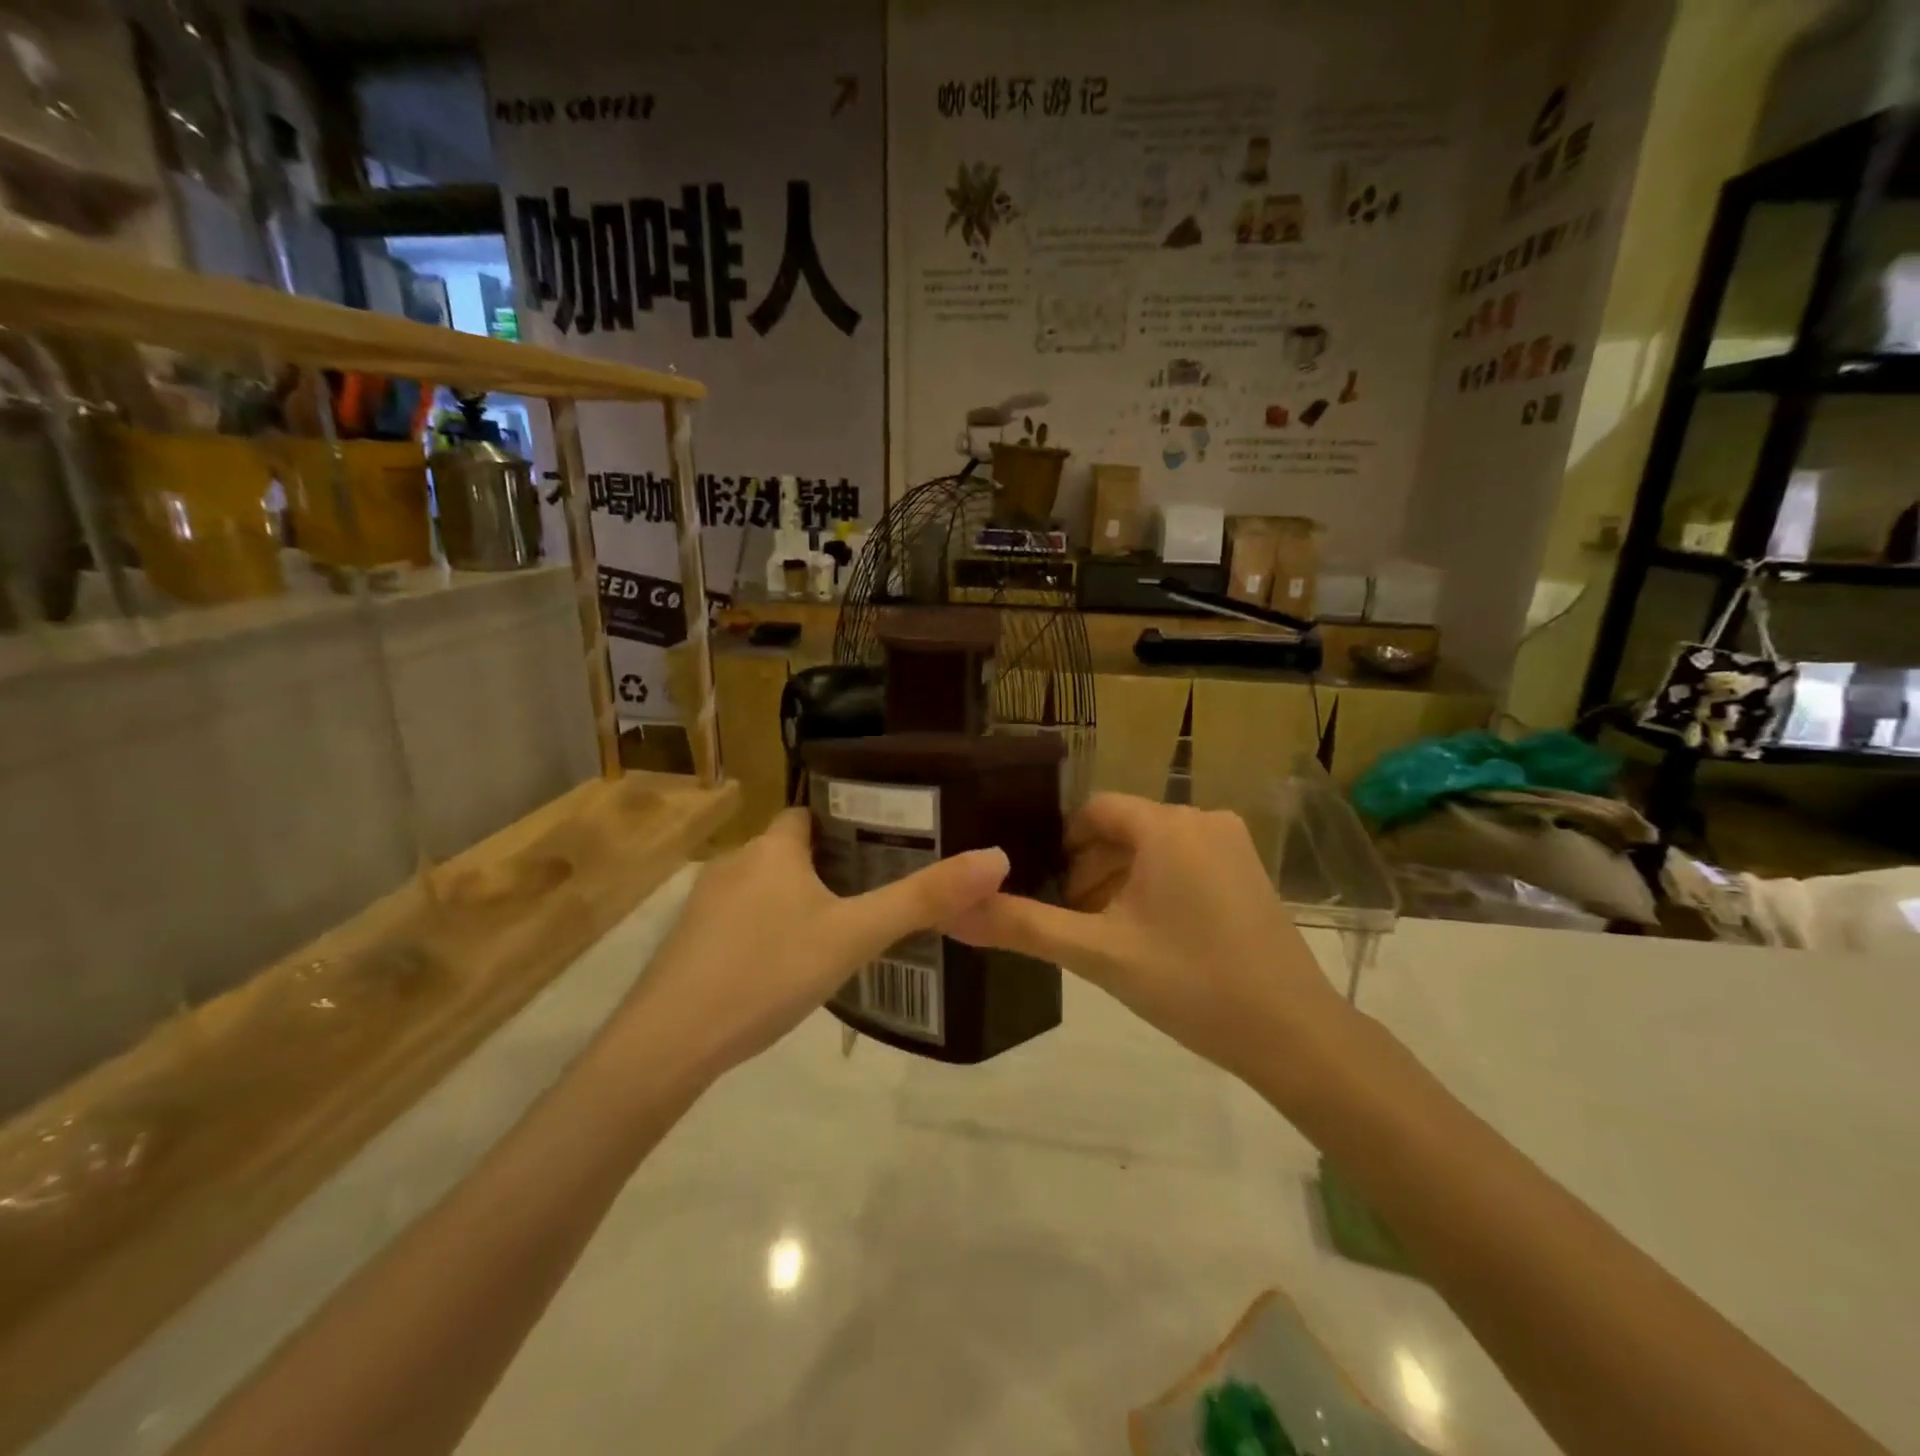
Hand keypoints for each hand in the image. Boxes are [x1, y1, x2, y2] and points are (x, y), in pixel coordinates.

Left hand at [618, 808, 1008, 1078]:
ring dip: (797, 901)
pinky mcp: (688, 944)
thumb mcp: (855, 935)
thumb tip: (996, 858)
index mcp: (772, 848)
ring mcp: (704, 905)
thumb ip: (923, 899)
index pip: (811, 812)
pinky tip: (784, 970)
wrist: (669, 1044)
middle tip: (873, 895)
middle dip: (829, 867)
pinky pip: (740, 922)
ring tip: (837, 933)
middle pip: (791, 850)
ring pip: (765, 887)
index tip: (883, 844)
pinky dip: (767, 931)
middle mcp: (734, 863)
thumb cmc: (767, 971)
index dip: (847, 822)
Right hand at [950, 794, 1345, 1080]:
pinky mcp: (1250, 871)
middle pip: (1124, 829)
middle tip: (1074, 922)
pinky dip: (1157, 886)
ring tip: (1107, 934)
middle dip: (1091, 869)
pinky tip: (1152, 937)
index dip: (1063, 846)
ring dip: (1121, 880)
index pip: (1094, 811)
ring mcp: (1232, 844)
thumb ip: (1023, 927)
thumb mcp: (1098, 954)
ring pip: (1154, 847)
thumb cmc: (1191, 984)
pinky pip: (1185, 861)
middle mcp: (1202, 819)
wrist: (1294, 1034)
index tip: (1046, 889)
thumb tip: (952, 912)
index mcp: (1166, 826)